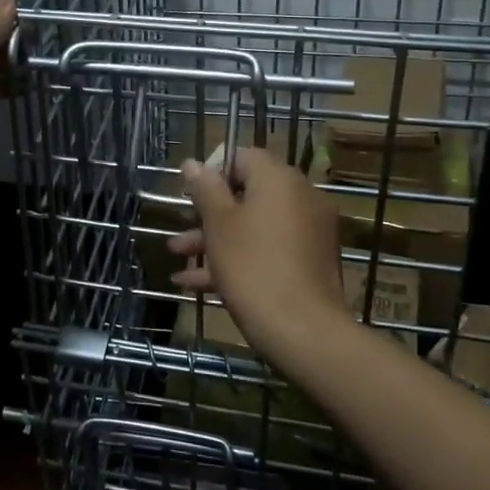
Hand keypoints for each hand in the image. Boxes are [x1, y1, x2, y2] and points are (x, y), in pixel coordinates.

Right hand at [167, 147, 346, 364]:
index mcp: (279, 179)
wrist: (304, 331)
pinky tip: (199, 284)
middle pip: (248, 194)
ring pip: (255, 225)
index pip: (242, 157)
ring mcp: (309, 231)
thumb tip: (194, 163)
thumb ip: (205, 190)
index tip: (190, 197)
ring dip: (217, 239)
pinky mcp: (311, 261)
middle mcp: (300, 197)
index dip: (212, 173)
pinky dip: (240, 258)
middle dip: (209, 214)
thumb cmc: (253, 267)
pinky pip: (270, 248)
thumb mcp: (219, 225)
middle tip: (181, 231)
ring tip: (179, 259)